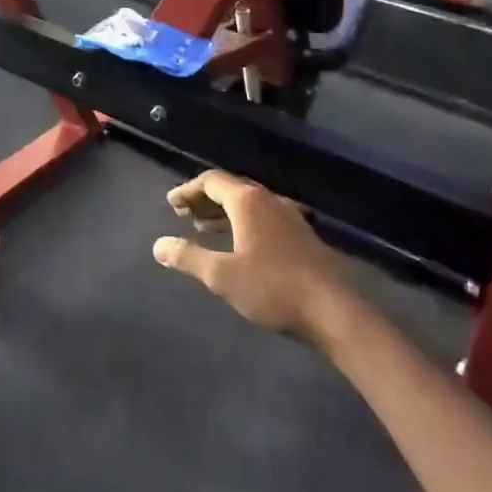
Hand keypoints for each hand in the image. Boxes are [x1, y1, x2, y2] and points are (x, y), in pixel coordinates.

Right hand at [153, 170, 346, 343]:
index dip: (187, 190)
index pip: (211, 181)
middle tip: (183, 215)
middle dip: (204, 200)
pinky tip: (240, 245)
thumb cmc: (272, 287)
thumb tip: (158, 245)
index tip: (171, 204)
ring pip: (249, 204)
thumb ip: (188, 257)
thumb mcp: (221, 275)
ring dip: (223, 212)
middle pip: (230, 189)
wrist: (333, 310)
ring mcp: (289, 216)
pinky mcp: (302, 236)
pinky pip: (263, 218)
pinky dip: (243, 223)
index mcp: (247, 201)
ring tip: (204, 229)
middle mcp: (268, 200)